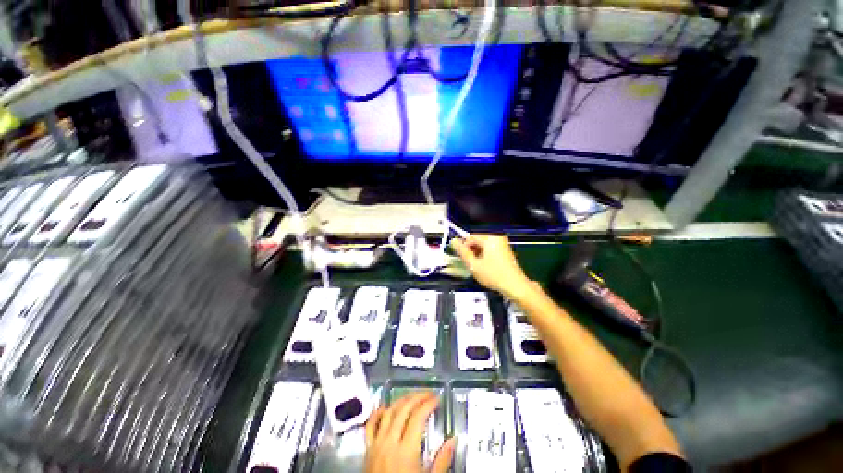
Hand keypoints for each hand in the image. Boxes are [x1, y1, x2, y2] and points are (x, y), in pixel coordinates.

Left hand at [365, 392, 455, 472]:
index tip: (436, 400)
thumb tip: (453, 441)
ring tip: (412, 397)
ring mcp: (377, 445)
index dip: (428, 404)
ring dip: (401, 401)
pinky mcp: (368, 450)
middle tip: (427, 395)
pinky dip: (378, 413)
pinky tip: (386, 407)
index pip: (418, 417)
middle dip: (417, 398)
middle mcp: (389, 443)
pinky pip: (370, 425)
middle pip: (403, 410)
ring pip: (388, 413)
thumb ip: (442, 461)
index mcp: (406, 451)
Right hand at [451, 235, 535, 300]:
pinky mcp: (505, 251)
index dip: (463, 247)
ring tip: (477, 267)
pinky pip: (490, 249)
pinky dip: (485, 256)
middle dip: (471, 251)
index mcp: (489, 238)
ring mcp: (502, 244)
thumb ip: (462, 252)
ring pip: (483, 246)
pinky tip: (485, 267)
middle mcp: (496, 238)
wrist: (515, 286)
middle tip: (469, 264)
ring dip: (477, 254)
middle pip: (477, 241)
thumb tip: (453, 241)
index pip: (470, 237)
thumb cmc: (493, 275)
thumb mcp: (473, 265)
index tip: (462, 259)